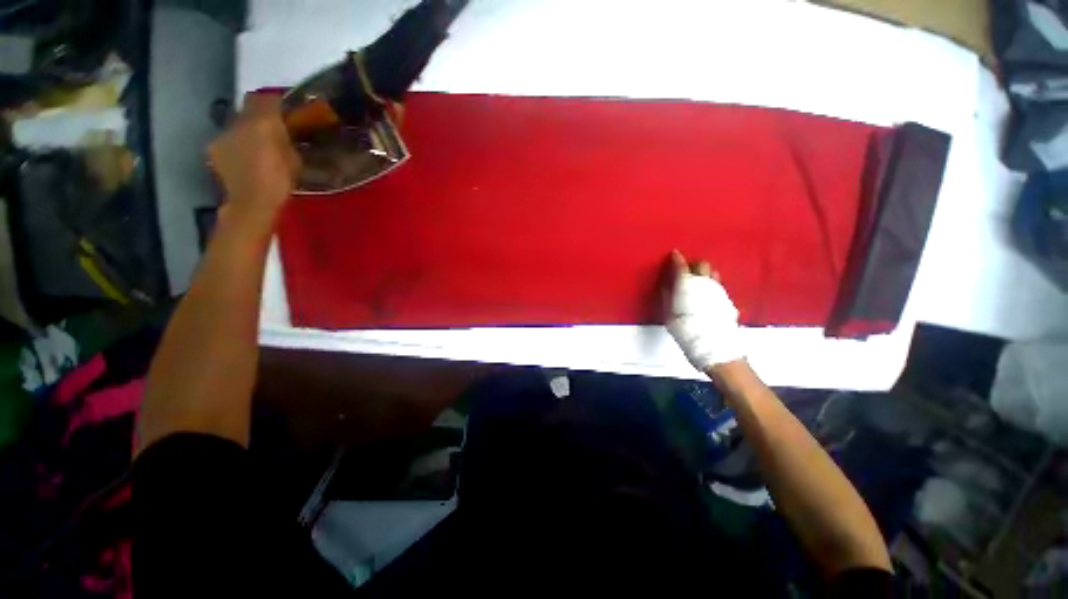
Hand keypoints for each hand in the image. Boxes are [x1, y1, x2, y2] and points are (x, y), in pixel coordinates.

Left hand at [207, 94, 300, 225]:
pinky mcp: (214, 148)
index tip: (285, 110)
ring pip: (238, 123)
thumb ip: (287, 140)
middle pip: (249, 107)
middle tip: (272, 128)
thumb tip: (286, 133)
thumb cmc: (280, 181)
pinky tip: (245, 158)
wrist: (251, 202)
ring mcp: (223, 133)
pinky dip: (237, 144)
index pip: (268, 97)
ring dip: (247, 130)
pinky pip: (229, 139)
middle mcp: (240, 120)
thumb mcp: (294, 160)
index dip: (276, 101)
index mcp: (263, 121)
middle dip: (260, 115)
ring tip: (258, 146)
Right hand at [664, 250, 745, 371]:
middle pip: (701, 264)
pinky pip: (718, 285)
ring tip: (697, 281)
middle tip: (685, 269)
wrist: (714, 346)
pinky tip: (707, 294)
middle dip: (693, 263)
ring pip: (713, 273)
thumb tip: (666, 287)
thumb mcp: (669, 315)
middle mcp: (705, 283)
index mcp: (687, 285)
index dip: (676, 258)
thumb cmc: (686, 330)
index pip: (681, 266)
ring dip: (704, 273)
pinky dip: (711, 285)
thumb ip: (667, 298)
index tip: (673, 254)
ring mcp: (718, 291)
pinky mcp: (727, 300)